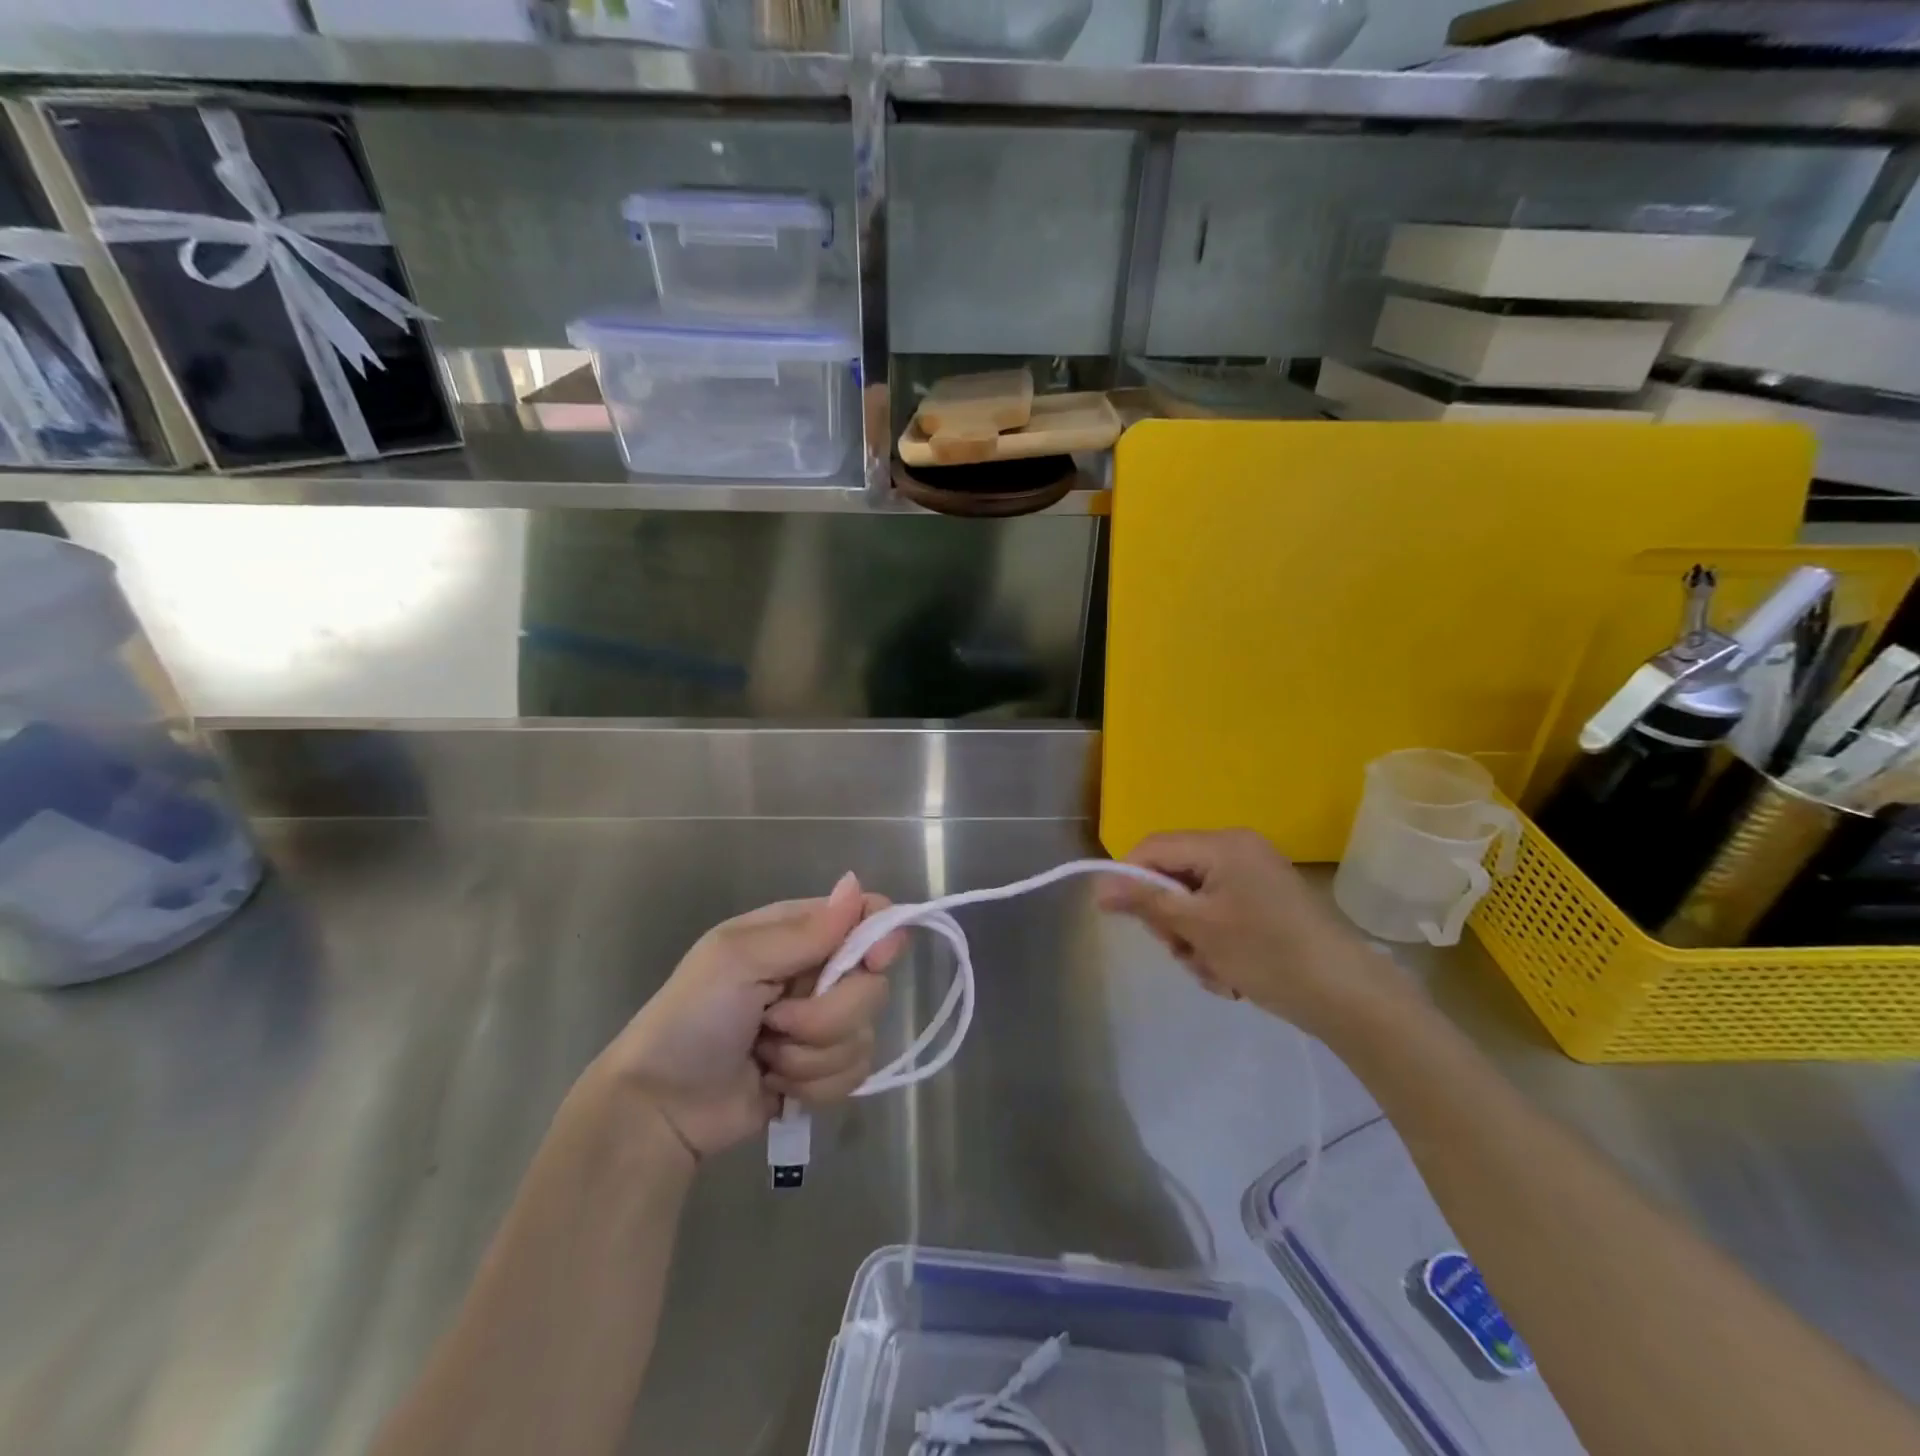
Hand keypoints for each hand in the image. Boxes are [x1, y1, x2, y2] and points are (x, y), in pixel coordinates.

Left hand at [598, 872, 903, 1158]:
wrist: (661, 1108)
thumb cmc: (690, 1019)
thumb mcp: (736, 961)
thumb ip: (803, 931)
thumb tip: (854, 884)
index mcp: (797, 934)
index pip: (866, 917)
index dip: (881, 937)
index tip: (874, 961)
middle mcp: (817, 973)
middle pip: (873, 985)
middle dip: (826, 1016)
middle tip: (774, 1021)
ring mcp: (822, 1024)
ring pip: (863, 1034)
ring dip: (811, 1055)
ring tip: (765, 1055)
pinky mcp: (822, 1070)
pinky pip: (854, 1074)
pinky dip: (814, 1084)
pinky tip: (775, 1083)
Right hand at [1097, 829, 1410, 1038]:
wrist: (1348, 996)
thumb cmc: (1267, 953)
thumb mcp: (1198, 927)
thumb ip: (1146, 900)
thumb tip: (1098, 886)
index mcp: (1223, 844)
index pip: (1153, 847)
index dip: (1129, 878)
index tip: (1118, 917)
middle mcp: (1238, 850)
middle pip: (1173, 876)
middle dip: (1170, 920)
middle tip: (1183, 952)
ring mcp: (1254, 878)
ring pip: (1193, 903)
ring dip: (1193, 941)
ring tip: (1215, 972)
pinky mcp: (1266, 904)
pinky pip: (1219, 915)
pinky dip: (1215, 945)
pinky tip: (1231, 975)